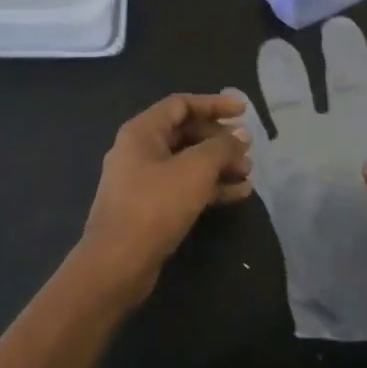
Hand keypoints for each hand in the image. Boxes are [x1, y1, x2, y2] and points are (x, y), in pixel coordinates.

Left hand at [79, 93, 252, 300]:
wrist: (117, 263)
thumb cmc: (155, 206)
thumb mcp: (195, 170)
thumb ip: (221, 147)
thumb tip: (241, 135)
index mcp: (142, 132)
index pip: (181, 104)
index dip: (214, 104)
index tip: (244, 111)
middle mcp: (139, 150)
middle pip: (185, 133)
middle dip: (219, 140)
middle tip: (247, 150)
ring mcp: (143, 180)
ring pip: (187, 162)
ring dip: (219, 165)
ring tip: (248, 173)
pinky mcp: (150, 207)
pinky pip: (184, 186)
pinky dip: (210, 187)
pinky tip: (238, 194)